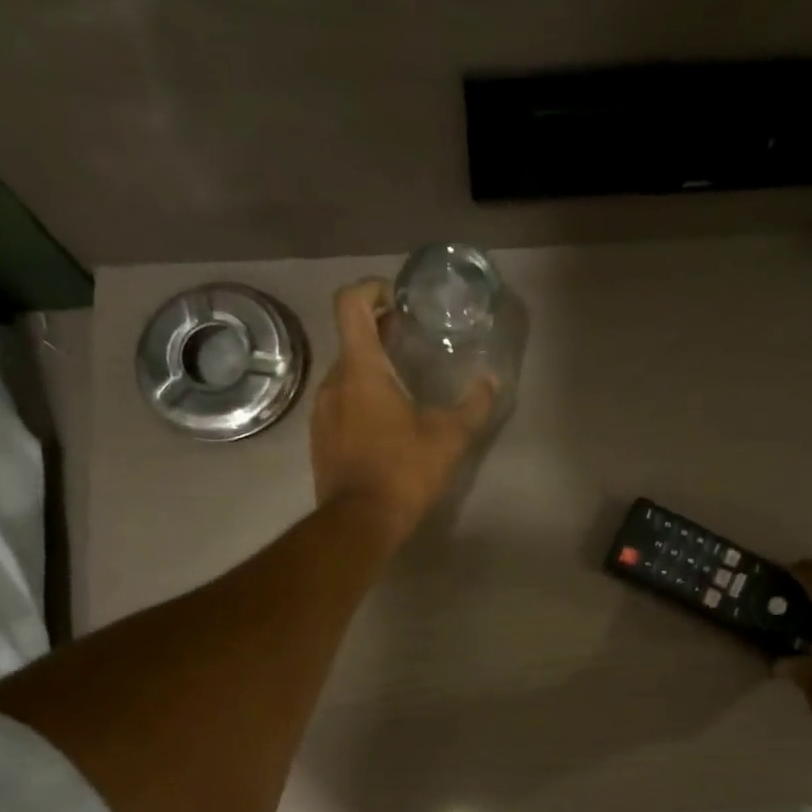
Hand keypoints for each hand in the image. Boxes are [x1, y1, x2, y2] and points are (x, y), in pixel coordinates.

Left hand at [311, 280, 495, 547]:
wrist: (358, 522)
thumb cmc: (403, 471)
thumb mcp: (449, 438)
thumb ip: (474, 405)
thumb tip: (491, 382)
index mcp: (361, 370)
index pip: (350, 304)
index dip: (370, 289)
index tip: (396, 300)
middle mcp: (334, 382)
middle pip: (352, 340)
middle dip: (380, 333)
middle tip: (411, 341)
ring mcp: (321, 411)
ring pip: (346, 375)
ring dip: (372, 370)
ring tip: (404, 386)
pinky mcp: (320, 438)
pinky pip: (340, 404)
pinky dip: (361, 399)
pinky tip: (386, 423)